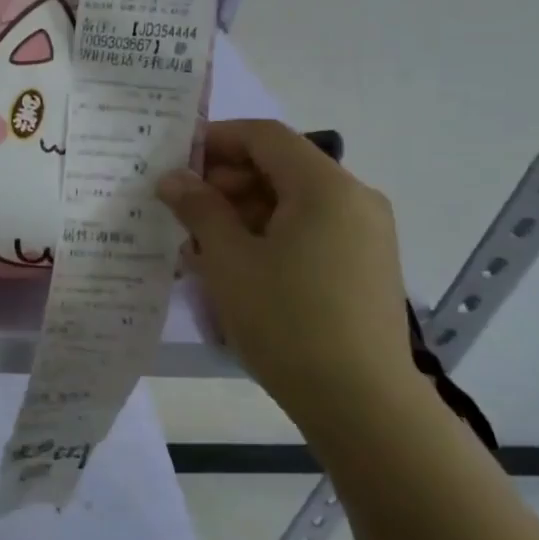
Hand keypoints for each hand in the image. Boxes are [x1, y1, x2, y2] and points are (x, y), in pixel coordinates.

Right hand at [157, 119, 418, 416]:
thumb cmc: (286, 320)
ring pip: (292, 204)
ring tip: (200, 250)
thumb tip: (173, 178)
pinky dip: (270, 238)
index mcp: (325, 187)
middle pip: (280, 168)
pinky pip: (310, 233)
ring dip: (242, 215)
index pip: (265, 136)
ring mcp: (365, 235)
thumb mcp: (229, 260)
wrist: (362, 403)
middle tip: (182, 213)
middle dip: (225, 184)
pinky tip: (236, 270)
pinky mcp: (364, 267)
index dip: (215, 140)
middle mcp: (354, 200)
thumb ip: (199, 209)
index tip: (175, 163)